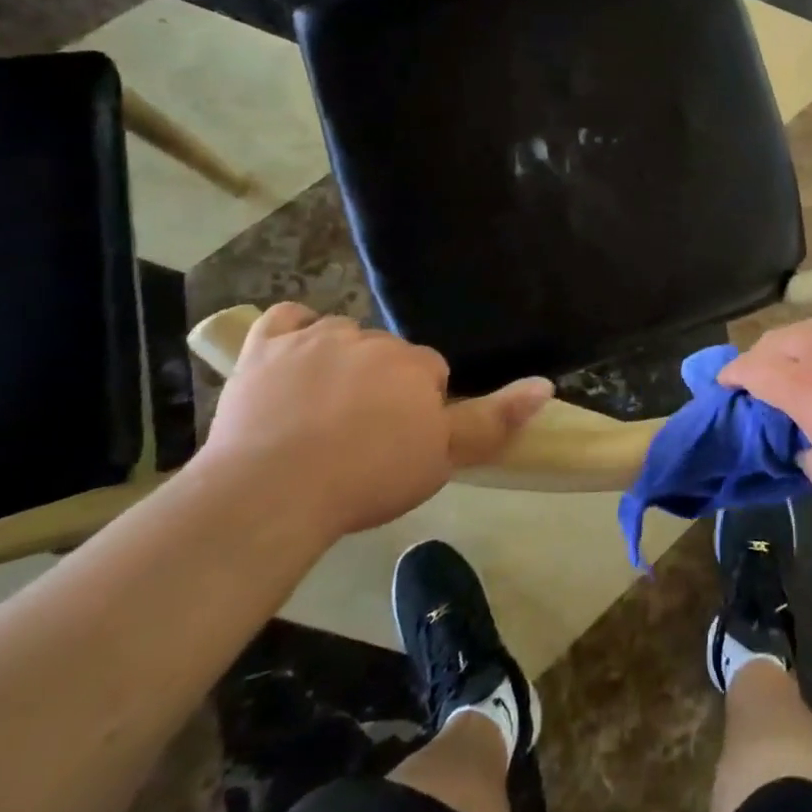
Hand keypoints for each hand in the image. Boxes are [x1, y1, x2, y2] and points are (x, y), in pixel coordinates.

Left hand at [199, 303, 551, 540]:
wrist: (273, 492)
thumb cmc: (367, 477)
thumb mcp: (443, 458)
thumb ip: (495, 419)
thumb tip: (546, 384)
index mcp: (415, 365)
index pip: (431, 371)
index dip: (422, 404)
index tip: (406, 438)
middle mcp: (371, 340)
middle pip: (388, 352)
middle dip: (383, 382)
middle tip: (366, 432)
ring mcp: (314, 340)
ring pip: (341, 334)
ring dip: (342, 358)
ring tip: (325, 406)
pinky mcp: (265, 348)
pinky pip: (287, 319)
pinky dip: (294, 331)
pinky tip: (294, 355)